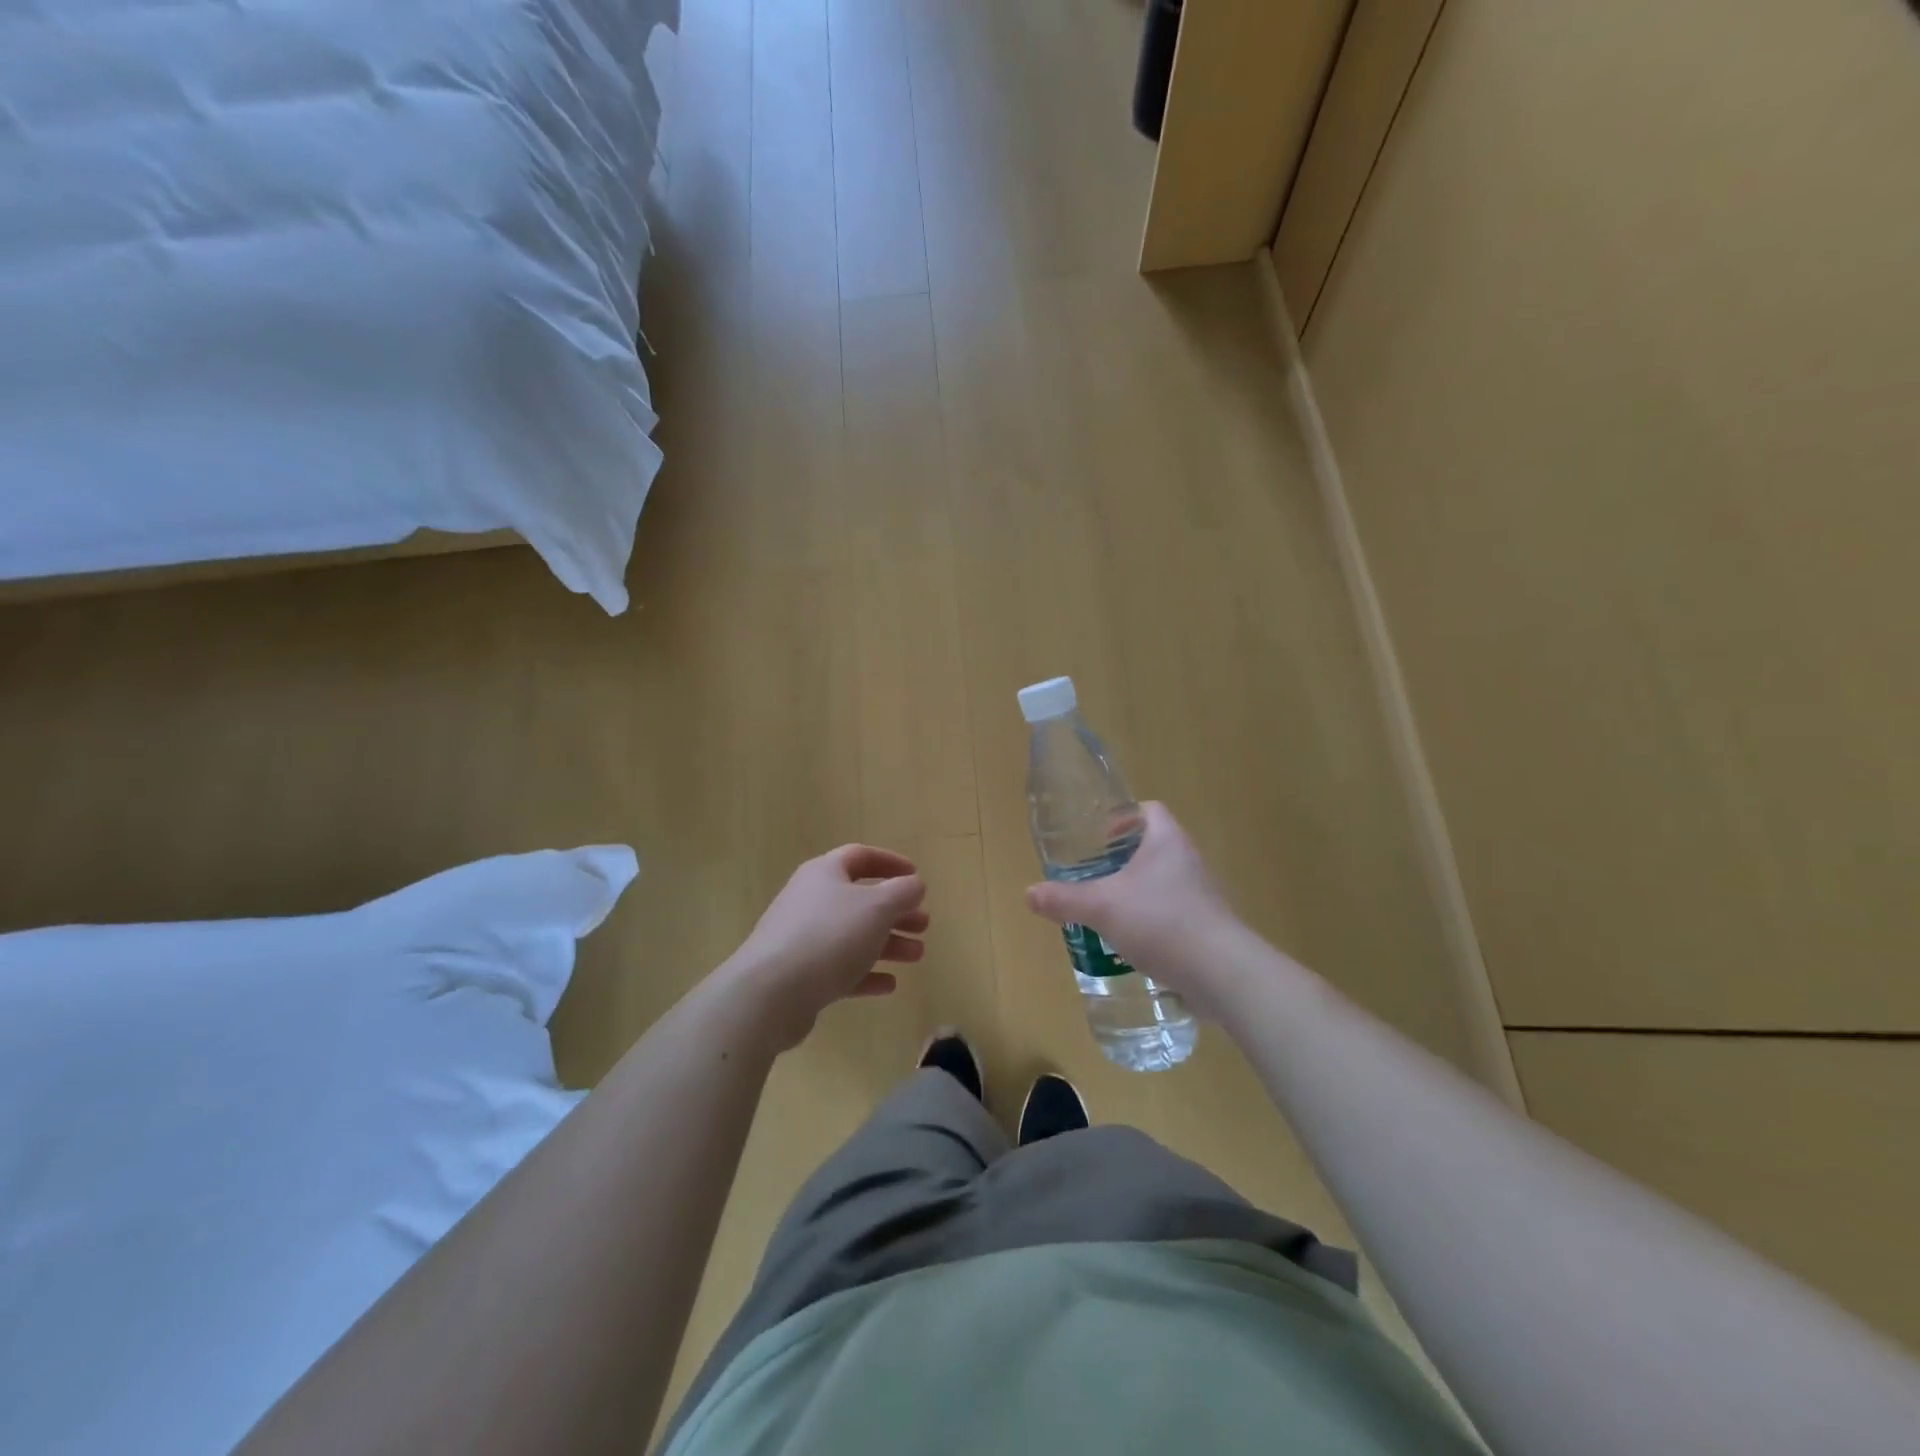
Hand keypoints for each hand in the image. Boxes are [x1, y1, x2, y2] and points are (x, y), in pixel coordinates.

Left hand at [725, 845, 928, 1051]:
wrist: (771, 993)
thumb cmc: (830, 936)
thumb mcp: (877, 907)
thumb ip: (903, 892)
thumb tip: (915, 884)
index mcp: (825, 873)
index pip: (861, 856)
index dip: (891, 863)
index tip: (917, 877)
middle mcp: (811, 900)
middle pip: (860, 900)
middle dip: (895, 911)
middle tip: (923, 924)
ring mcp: (803, 939)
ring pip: (853, 935)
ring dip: (888, 943)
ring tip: (917, 956)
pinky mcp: (801, 975)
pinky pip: (840, 969)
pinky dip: (866, 974)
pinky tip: (889, 985)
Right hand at [1025, 802, 1244, 1013]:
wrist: (1221, 972)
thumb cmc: (1161, 921)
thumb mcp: (1102, 907)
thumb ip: (1064, 899)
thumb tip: (1029, 893)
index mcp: (1167, 841)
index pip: (1150, 810)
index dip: (1125, 817)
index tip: (1101, 837)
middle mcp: (1189, 861)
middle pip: (1155, 847)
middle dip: (1124, 860)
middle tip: (1095, 875)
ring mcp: (1202, 896)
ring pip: (1163, 883)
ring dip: (1137, 893)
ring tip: (1108, 910)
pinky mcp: (1207, 927)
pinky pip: (1174, 914)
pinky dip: (1152, 921)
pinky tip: (1132, 943)